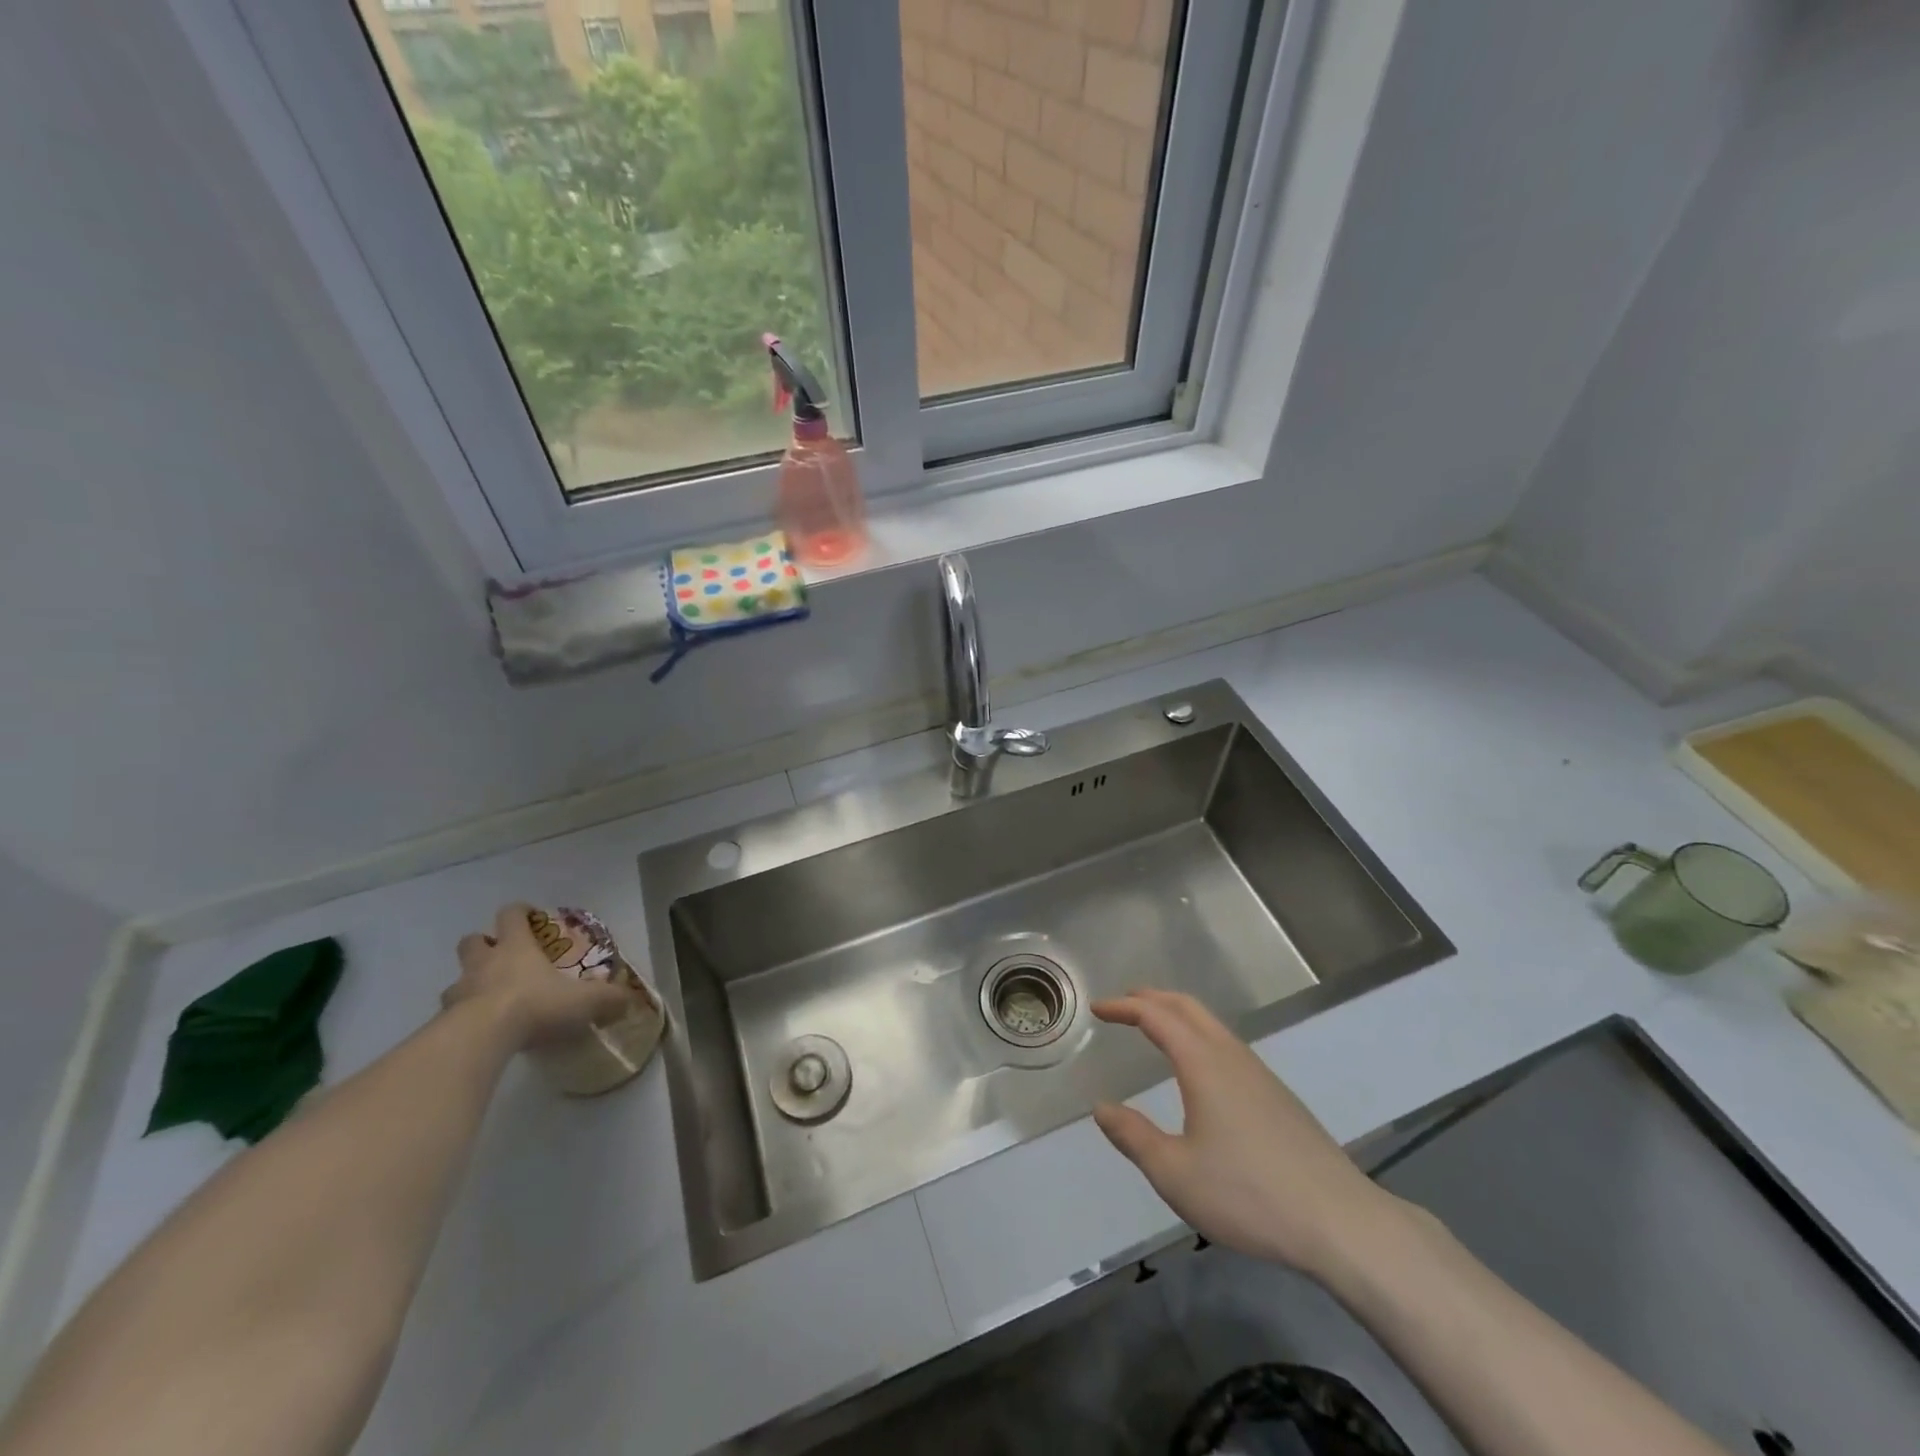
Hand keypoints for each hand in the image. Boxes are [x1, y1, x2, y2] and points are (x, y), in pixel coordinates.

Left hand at [444, 903, 637, 1049]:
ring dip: (469, 983)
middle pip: (473, 940)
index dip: (520, 912)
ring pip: (457, 978)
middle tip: (501, 957)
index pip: (511, 915)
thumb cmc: (534, 1005)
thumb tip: (629, 1000)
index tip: (530, 916)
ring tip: (487, 999)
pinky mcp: (443, 1021)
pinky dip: (460, 1017)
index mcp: (516, 948)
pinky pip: (449, 1013)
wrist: (481, 1038)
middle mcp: (484, 963)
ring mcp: (459, 991)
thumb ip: (607, 999)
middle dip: (484, 944)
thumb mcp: (583, 1001)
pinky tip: (477, 1031)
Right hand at [1092, 990, 1399, 1276]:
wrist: (1341, 1223)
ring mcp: (1260, 1074)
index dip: (1124, 1007)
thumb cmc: (1249, 1195)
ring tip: (1154, 1027)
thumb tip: (1102, 1108)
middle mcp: (1231, 1056)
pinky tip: (1198, 1068)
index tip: (1098, 1008)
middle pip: (1188, 1007)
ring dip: (1177, 1014)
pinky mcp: (1278, 1096)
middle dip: (1152, 998)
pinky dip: (1198, 1035)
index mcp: (1203, 1064)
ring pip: (1211, 1024)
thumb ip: (1134, 1137)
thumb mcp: (1175, 1174)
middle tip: (1123, 1003)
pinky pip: (1227, 1045)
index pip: (1156, 1016)